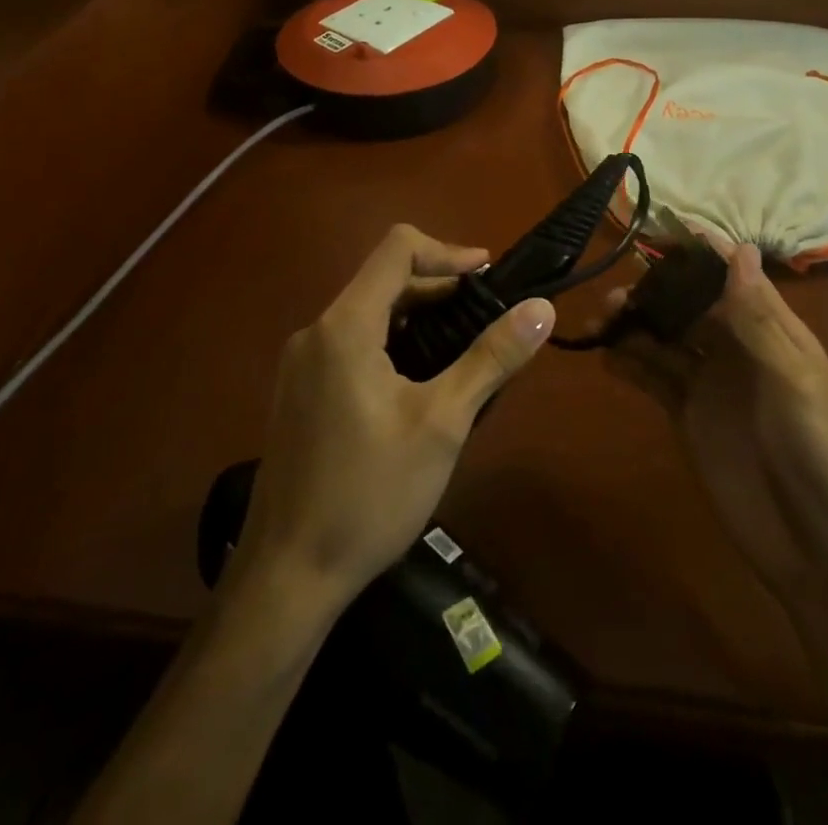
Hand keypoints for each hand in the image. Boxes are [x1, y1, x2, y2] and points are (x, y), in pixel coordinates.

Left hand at [231, 224, 554, 614]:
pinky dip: (393, 342)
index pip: (397, 248)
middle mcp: (316, 331)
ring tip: (464, 349)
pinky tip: (422, 382)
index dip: (447, 251)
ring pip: (369, 313)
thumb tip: (541, 307)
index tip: (488, 277)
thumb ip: (492, 357)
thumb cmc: (369, 494)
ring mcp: (301, 363)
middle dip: (438, 288)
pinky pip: (352, 343)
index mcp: (345, 326)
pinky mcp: (299, 392)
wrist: (286, 578)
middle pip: (383, 279)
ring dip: (418, 317)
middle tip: (487, 317)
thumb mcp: (442, 423)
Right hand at [605, 241, 827, 616]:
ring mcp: (710, 383)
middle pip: (691, 305)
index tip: (663, 230)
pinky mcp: (688, 415)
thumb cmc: (820, 457)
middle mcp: (738, 349)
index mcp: (774, 334)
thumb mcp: (795, 383)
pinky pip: (654, 378)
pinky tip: (605, 356)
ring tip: (601, 320)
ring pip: (666, 338)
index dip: (703, 253)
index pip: (735, 278)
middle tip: (616, 292)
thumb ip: (760, 320)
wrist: (816, 551)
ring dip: (636, 324)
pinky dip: (629, 364)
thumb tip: (741, 250)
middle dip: (656, 291)